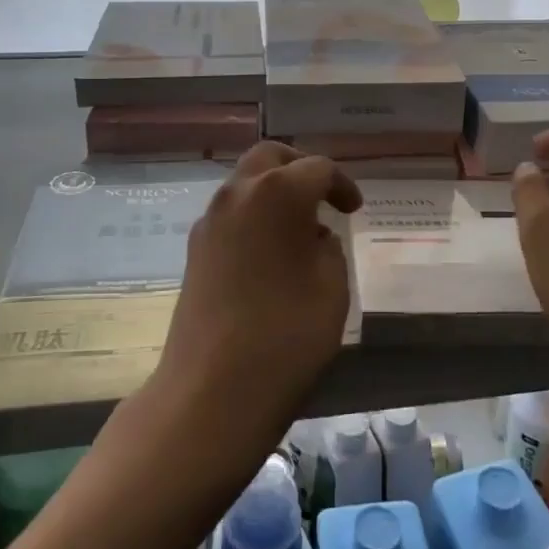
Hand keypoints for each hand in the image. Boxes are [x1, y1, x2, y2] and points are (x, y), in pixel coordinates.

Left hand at [154, 142, 362, 453]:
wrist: (212, 391)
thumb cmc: (287, 334)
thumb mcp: (332, 287)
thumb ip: (328, 248)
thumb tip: (312, 237)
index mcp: (277, 192)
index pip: (317, 168)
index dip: (342, 185)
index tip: (354, 210)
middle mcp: (237, 194)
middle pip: (270, 157)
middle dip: (300, 169)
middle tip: (323, 198)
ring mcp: (209, 221)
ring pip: (245, 184)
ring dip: (273, 193)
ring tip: (299, 231)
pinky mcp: (194, 251)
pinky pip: (230, 215)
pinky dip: (253, 218)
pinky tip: (270, 255)